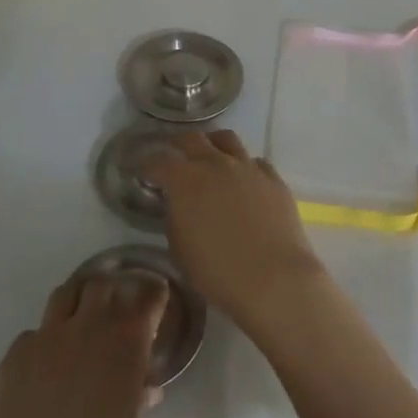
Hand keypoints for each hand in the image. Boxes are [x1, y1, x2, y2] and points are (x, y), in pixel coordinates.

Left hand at [0, 274, 168, 417]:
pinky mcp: (14, 356)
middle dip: (113, 291)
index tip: (156, 298)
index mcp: (125, 342)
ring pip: (65, 295)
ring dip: (78, 303)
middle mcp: (87, 327)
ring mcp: (46, 337)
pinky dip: (45, 341)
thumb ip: (135, 396)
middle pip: (102, 285)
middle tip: (118, 309)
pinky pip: (34, 334)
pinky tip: (45, 369)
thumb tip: (143, 386)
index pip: (146, 296)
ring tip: (81, 323)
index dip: (152, 294)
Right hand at [141, 130, 325, 332]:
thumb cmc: (218, 271)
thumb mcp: (180, 248)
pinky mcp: (274, 179)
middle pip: (192, 139)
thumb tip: (180, 204)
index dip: (147, 166)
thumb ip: (176, 216)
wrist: (273, 278)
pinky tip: (244, 181)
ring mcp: (248, 168)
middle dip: (178, 145)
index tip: (143, 172)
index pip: (158, 161)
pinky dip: (245, 166)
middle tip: (174, 156)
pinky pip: (255, 162)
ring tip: (210, 157)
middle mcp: (216, 164)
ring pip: (227, 139)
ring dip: (213, 144)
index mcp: (185, 180)